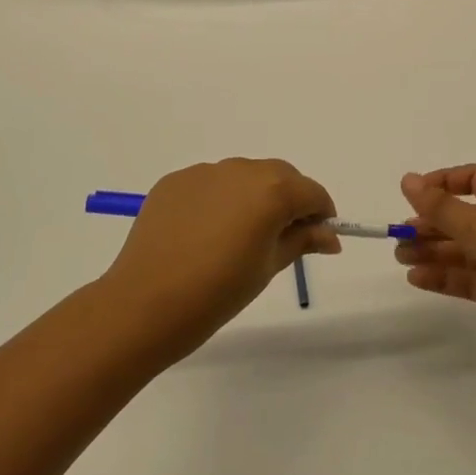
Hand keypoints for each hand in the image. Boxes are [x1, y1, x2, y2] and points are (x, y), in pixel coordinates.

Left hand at [99, 159, 339, 357]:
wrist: (145, 304)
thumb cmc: (218, 292)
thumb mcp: (269, 268)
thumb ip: (302, 241)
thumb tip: (330, 235)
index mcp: (272, 191)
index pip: (312, 193)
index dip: (321, 214)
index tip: (319, 238)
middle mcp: (241, 170)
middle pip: (280, 177)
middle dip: (290, 200)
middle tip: (282, 238)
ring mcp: (205, 172)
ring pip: (244, 177)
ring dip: (253, 197)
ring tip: (238, 237)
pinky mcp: (175, 181)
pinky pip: (210, 184)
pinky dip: (219, 200)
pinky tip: (205, 233)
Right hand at [394, 166, 475, 355]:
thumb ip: (439, 206)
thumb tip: (407, 180)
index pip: (471, 179)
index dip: (441, 184)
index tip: (411, 196)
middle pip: (461, 218)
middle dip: (430, 225)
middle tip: (398, 238)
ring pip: (462, 251)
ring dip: (432, 252)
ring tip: (402, 259)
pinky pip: (468, 279)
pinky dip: (444, 277)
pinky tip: (418, 279)